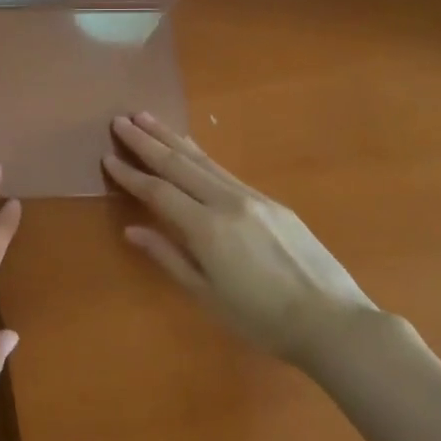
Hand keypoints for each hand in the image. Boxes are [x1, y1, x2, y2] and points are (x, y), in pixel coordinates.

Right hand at [102, 112, 376, 366]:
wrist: (333, 321)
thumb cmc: (262, 320)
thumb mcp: (208, 296)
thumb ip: (169, 257)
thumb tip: (133, 230)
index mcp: (207, 228)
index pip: (158, 192)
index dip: (131, 174)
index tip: (107, 156)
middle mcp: (227, 202)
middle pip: (179, 164)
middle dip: (147, 141)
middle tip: (120, 120)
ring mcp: (252, 197)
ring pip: (203, 160)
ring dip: (172, 138)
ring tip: (148, 118)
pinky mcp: (272, 202)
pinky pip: (225, 171)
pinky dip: (200, 155)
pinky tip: (191, 149)